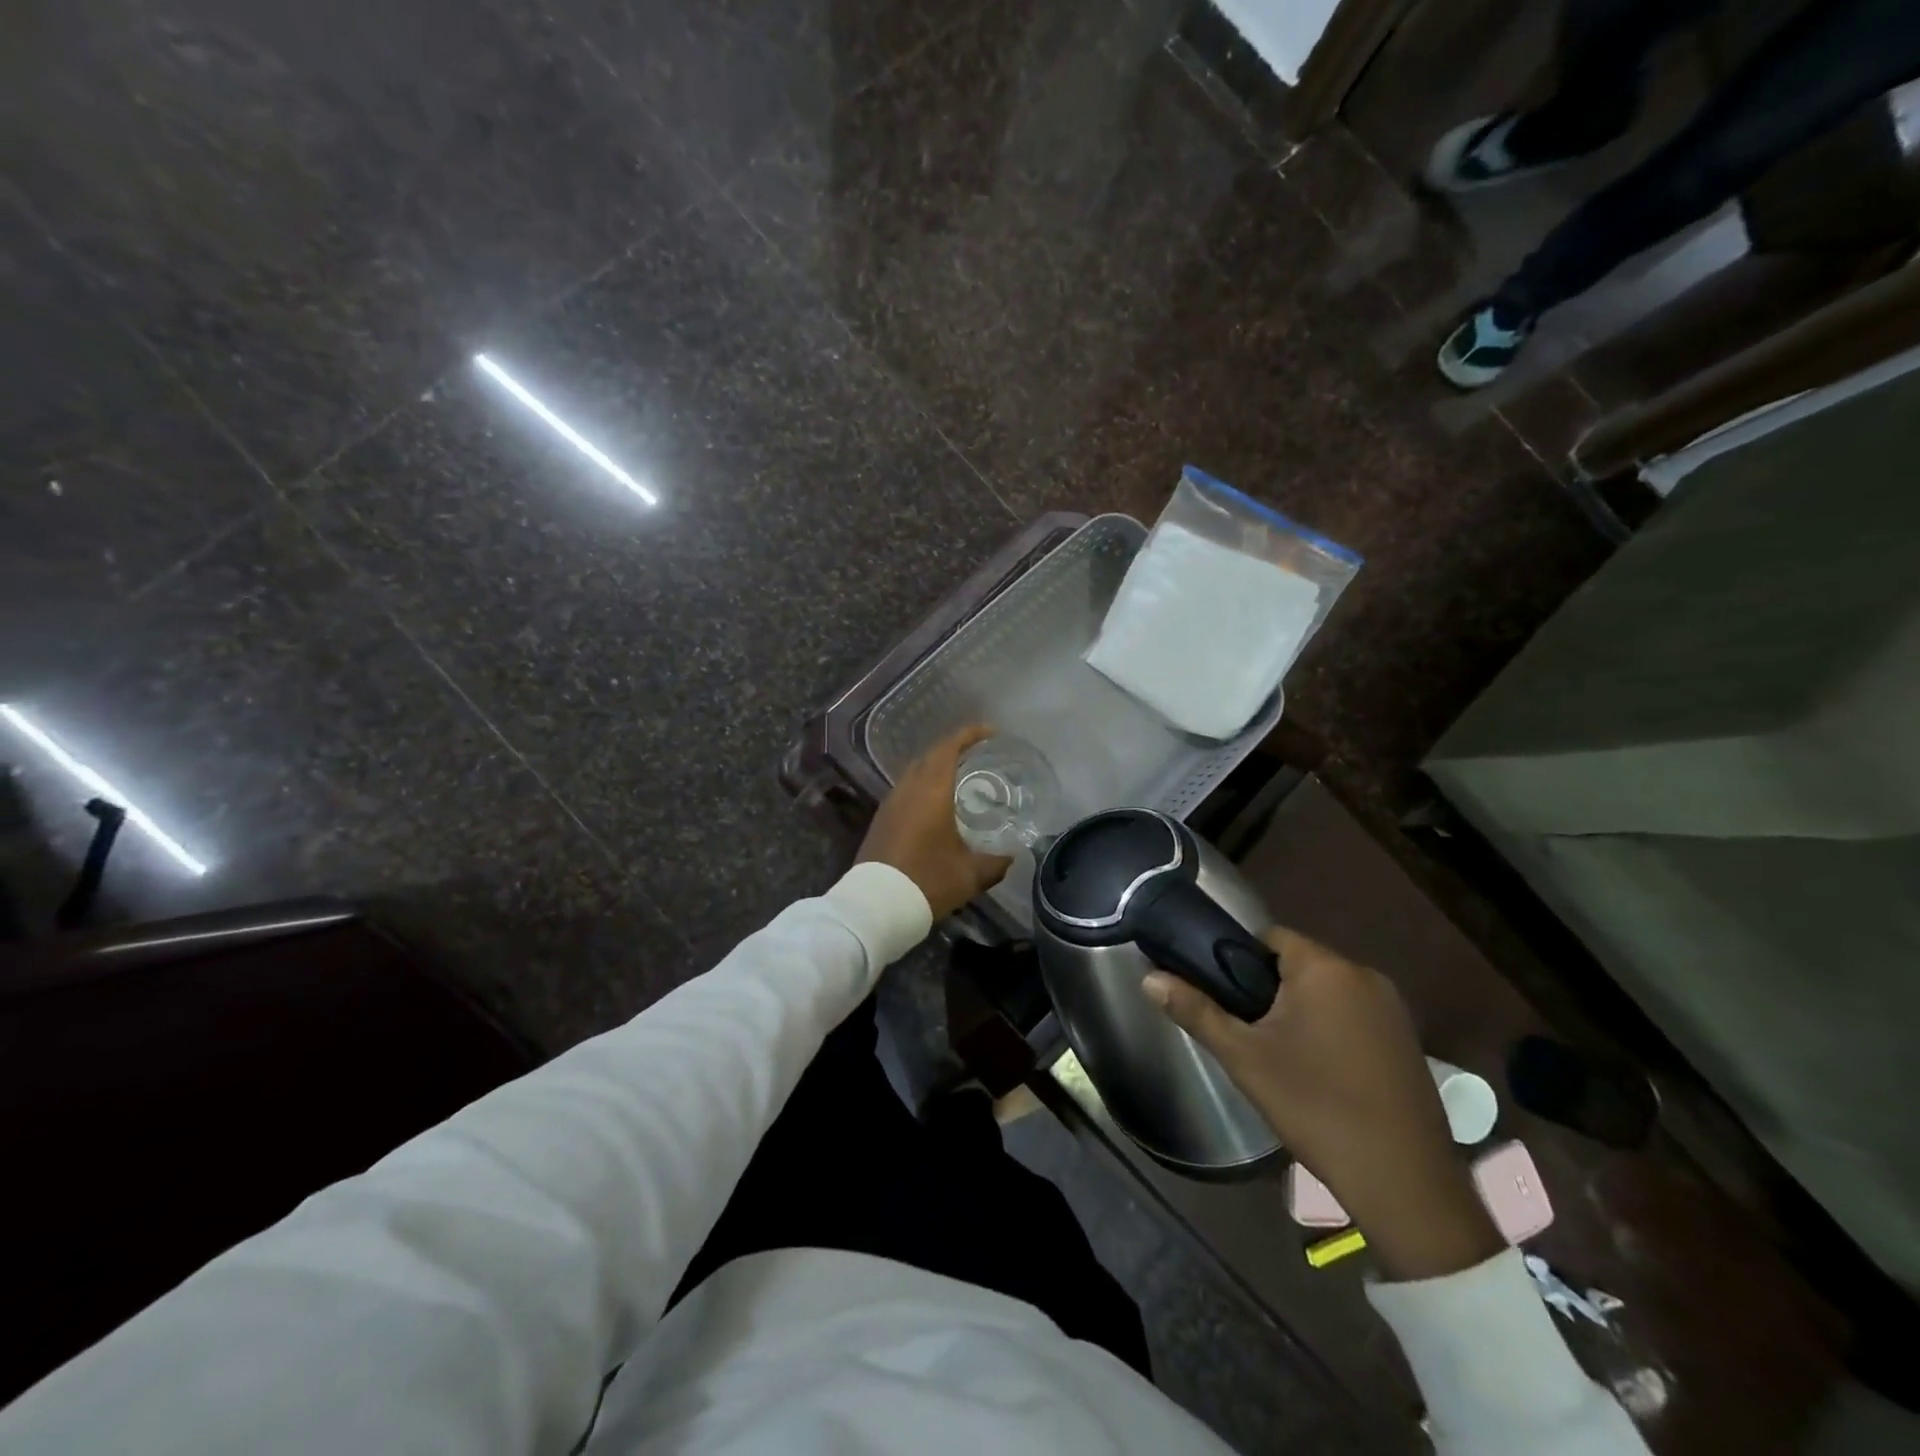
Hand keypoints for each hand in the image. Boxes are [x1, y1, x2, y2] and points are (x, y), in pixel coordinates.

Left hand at [857, 725, 1012, 919]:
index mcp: (931, 791)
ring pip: (915, 772)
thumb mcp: (970, 875)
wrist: (876, 906)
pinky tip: (936, 804)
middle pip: (931, 756)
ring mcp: (891, 803)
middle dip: (954, 749)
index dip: (969, 735)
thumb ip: (995, 862)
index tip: (990, 732)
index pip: (949, 748)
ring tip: (961, 776)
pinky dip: (924, 785)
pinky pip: (906, 789)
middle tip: (979, 754)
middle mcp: (908, 789)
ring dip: (937, 767)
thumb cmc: (927, 881)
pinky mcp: (881, 819)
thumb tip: (1012, 856)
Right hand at [1144, 928, 1503, 1281]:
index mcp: (1325, 968)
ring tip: (1279, 1053)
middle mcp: (1364, 975)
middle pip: (1299, 963)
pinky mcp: (1407, 1040)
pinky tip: (1320, 1070)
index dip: (1238, 960)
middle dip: (1268, 989)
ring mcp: (1393, 1008)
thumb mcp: (1244, 1058)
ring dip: (1301, 1009)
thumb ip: (1196, 1011)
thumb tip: (1148, 979)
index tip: (1223, 995)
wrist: (1403, 1182)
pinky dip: (1331, 1028)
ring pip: (1327, 990)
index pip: (1269, 938)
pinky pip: (1354, 1014)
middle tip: (1247, 1031)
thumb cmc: (1315, 1106)